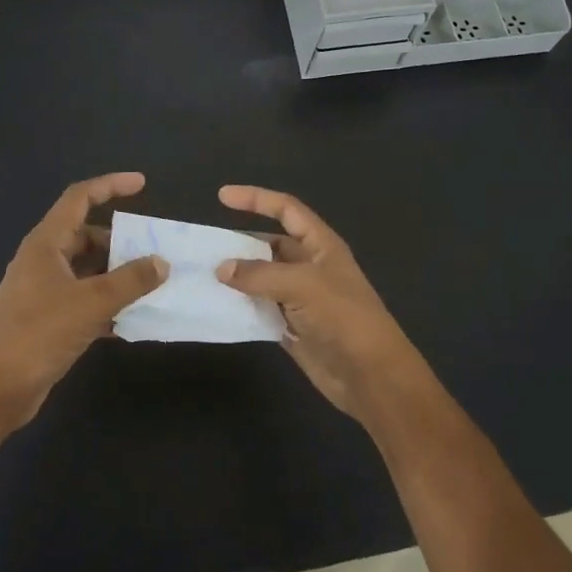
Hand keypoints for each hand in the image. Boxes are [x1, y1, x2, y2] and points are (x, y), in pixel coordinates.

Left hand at [0, 172, 167, 426]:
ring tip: (152, 283)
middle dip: (120, 240)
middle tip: (154, 249)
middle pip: (86, 236)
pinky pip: (85, 301)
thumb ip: (130, 281)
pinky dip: (107, 305)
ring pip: (87, 271)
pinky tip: (133, 320)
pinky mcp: (48, 320)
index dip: (110, 186)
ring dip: (117, 275)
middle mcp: (43, 261)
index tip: (142, 185)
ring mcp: (44, 291)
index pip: (79, 198)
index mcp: (46, 244)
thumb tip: (161, 262)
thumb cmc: (38, 334)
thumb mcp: (91, 303)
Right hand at [214, 185, 421, 423]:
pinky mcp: (291, 327)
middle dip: (239, 245)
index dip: (256, 199)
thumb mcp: (303, 285)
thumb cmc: (343, 317)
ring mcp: (300, 299)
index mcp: (321, 245)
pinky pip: (260, 309)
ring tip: (201, 276)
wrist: (370, 375)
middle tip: (203, 249)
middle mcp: (309, 267)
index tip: (222, 197)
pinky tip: (216, 307)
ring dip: (236, 278)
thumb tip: (222, 269)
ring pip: (261, 279)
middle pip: (269, 246)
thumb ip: (260, 274)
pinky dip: (240, 307)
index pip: (286, 210)